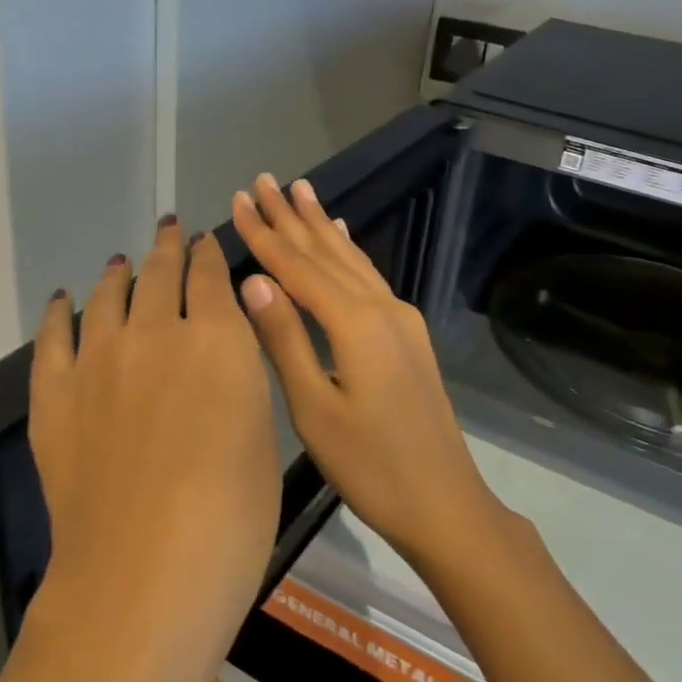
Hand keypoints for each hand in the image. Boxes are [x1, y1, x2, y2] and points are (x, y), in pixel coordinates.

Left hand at [29, 218, 280, 659]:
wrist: (146, 570)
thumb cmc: (233, 514)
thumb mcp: (262, 435)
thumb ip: (241, 379)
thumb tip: (223, 350)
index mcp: (217, 337)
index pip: (212, 275)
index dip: (209, 254)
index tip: (206, 242)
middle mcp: (156, 331)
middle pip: (160, 272)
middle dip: (168, 247)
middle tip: (169, 230)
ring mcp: (99, 359)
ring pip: (108, 295)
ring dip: (118, 272)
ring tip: (121, 261)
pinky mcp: (55, 393)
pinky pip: (52, 337)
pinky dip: (58, 312)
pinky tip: (62, 299)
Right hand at [231, 173, 501, 569]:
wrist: (443, 501)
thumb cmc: (370, 466)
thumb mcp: (314, 408)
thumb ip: (284, 338)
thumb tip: (252, 279)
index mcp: (354, 323)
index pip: (297, 267)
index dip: (264, 234)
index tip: (238, 200)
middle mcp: (380, 308)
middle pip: (326, 252)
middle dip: (291, 216)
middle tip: (264, 180)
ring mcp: (399, 318)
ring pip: (351, 259)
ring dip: (321, 225)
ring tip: (301, 190)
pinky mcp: (407, 333)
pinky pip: (370, 277)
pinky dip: (349, 252)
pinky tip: (344, 237)